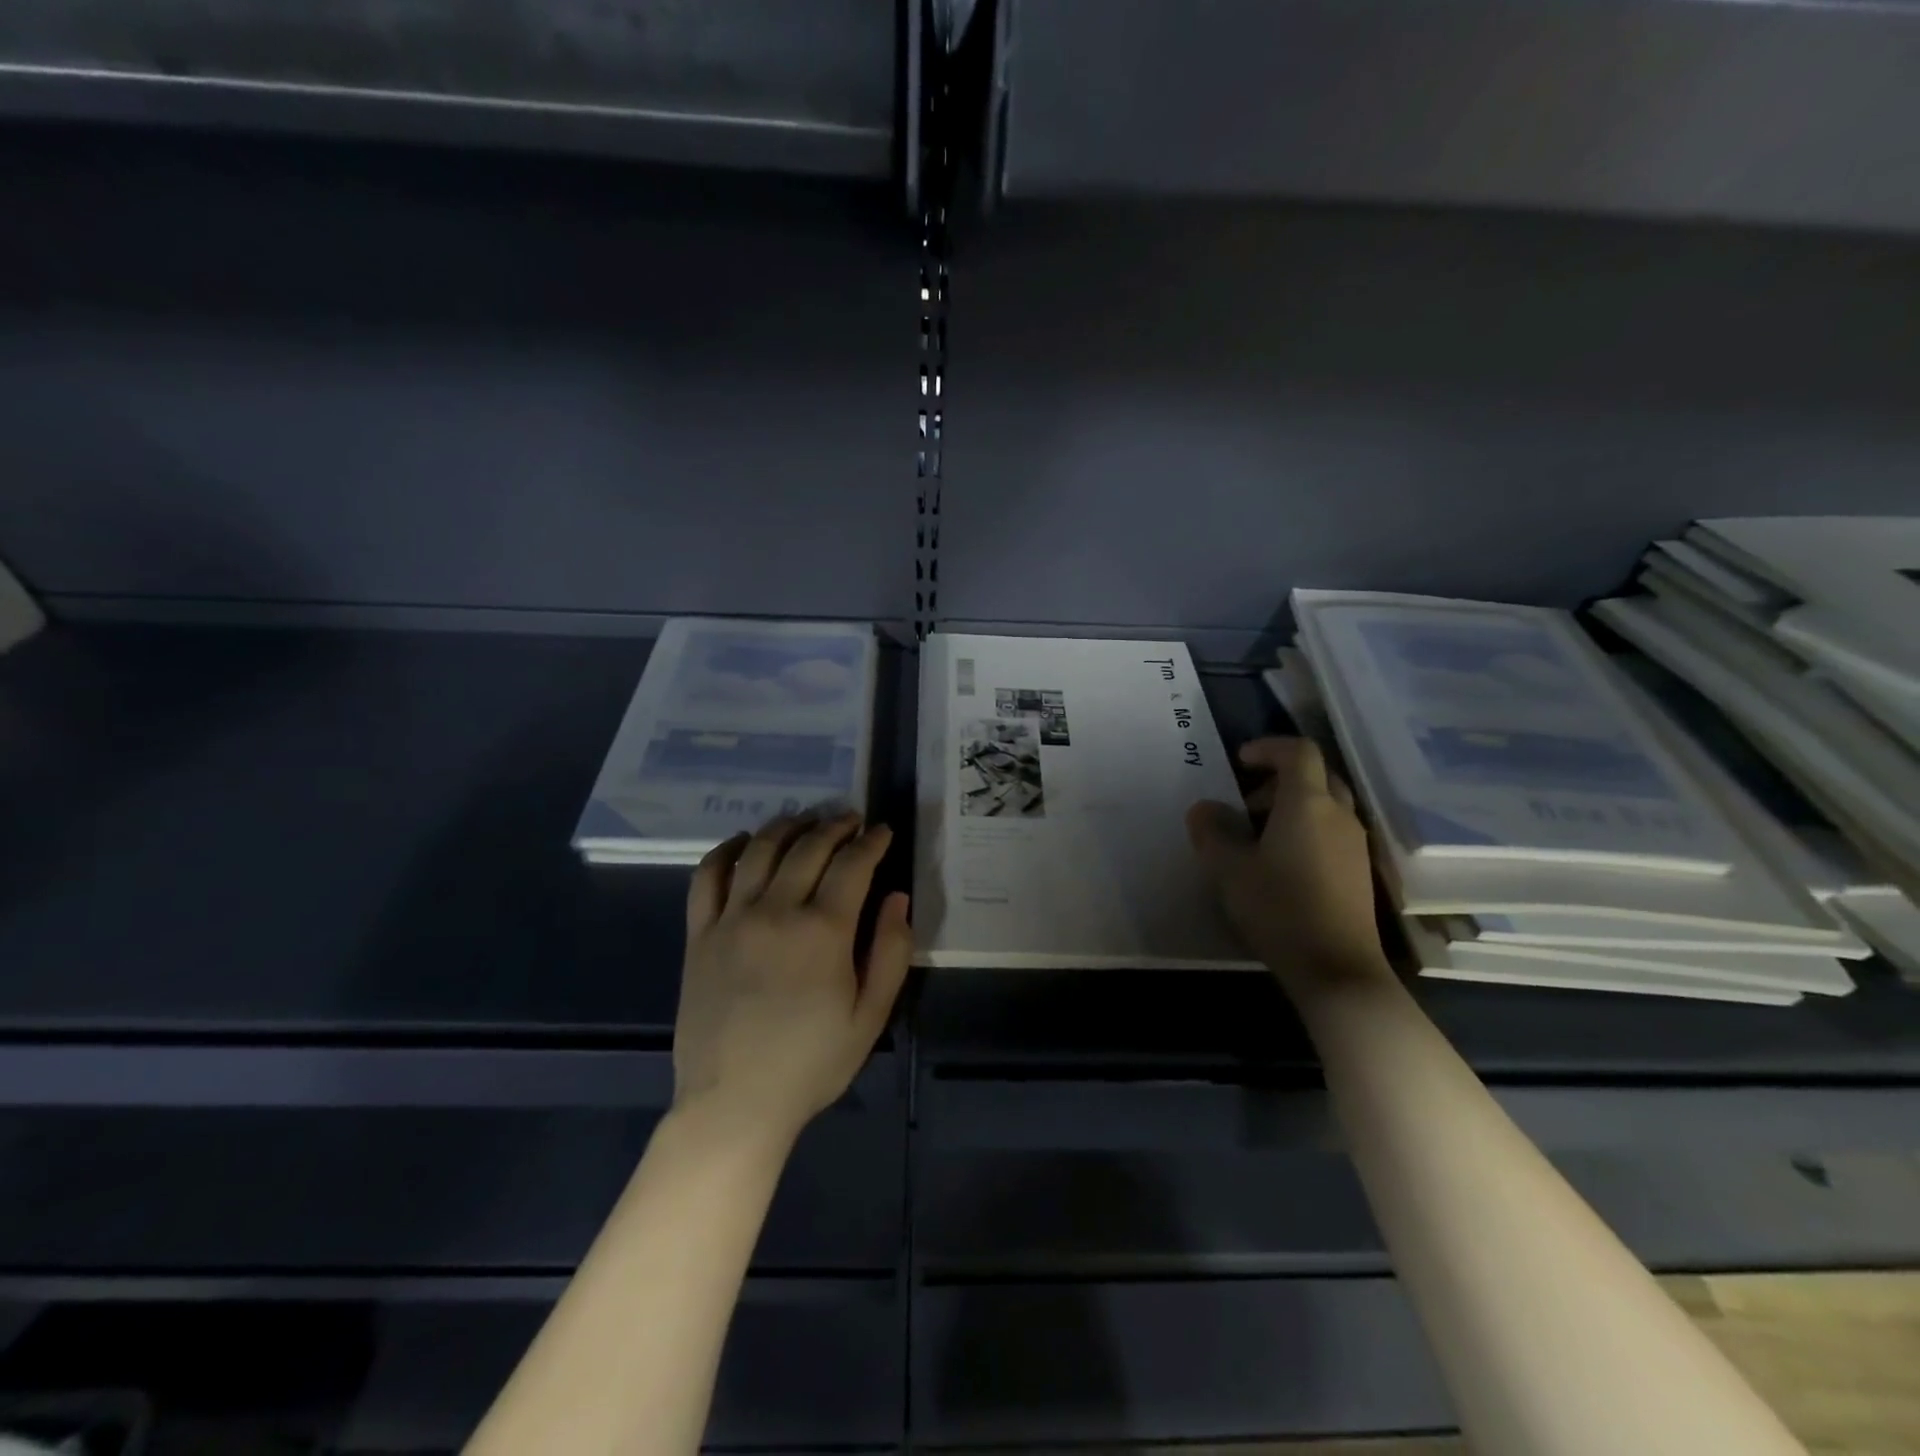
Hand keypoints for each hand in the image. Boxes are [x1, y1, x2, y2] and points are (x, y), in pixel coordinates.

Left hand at [673, 812, 911, 1148]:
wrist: (735, 1103)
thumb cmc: (811, 1063)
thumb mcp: (870, 1016)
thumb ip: (891, 951)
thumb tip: (897, 897)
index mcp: (824, 930)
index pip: (853, 864)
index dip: (872, 841)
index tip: (883, 830)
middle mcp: (777, 911)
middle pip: (809, 847)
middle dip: (835, 825)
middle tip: (850, 820)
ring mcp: (732, 918)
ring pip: (761, 850)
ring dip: (788, 826)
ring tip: (805, 821)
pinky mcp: (700, 933)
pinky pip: (708, 876)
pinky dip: (727, 850)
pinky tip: (744, 842)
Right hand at [1187, 737, 1389, 995]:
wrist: (1337, 968)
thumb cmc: (1279, 908)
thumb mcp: (1229, 869)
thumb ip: (1212, 831)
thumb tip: (1204, 808)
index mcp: (1308, 803)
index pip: (1298, 751)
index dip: (1269, 747)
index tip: (1240, 761)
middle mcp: (1339, 814)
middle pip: (1316, 775)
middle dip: (1280, 779)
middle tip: (1247, 803)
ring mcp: (1355, 843)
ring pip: (1327, 804)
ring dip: (1294, 806)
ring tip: (1260, 836)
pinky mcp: (1360, 871)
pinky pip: (1333, 831)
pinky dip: (1308, 829)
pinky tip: (1283, 864)